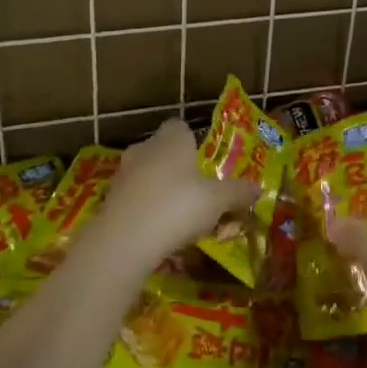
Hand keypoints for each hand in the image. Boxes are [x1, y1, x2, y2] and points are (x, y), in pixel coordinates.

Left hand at [100, 119, 258, 261]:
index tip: (205, 161)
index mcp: (171, 139)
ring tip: (179, 216)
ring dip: (160, 190)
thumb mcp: (218, 201)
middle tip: (198, 191)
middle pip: (163, 151)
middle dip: (178, 168)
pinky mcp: (109, 200)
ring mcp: (122, 174)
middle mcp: (144, 149)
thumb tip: (257, 188)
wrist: (124, 241)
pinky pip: (134, 198)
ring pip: (147, 175)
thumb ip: (238, 192)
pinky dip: (145, 209)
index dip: (193, 141)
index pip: (180, 126)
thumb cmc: (177, 207)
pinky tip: (158, 232)